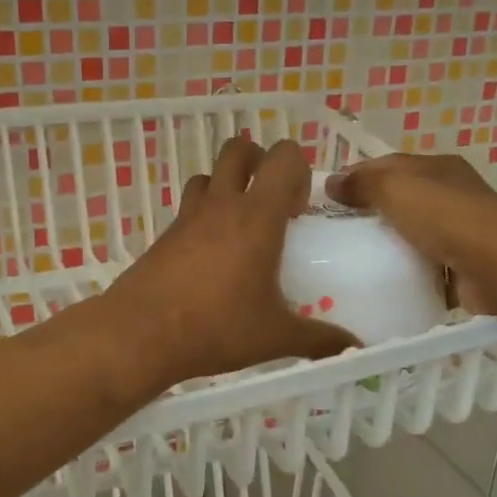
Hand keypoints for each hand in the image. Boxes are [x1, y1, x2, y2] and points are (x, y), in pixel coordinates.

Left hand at [107, 137, 359, 385]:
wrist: (140, 334)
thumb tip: (356, 347)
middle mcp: (221, 205)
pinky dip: (203, 217)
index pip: (283, 158)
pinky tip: (210, 259)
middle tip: (271, 205)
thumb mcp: (276, 336)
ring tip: (240, 229)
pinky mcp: (163, 235)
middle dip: (259, 163)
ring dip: (227, 187)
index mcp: (256, 216)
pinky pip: (188, 208)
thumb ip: (320, 339)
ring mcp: (187, 217)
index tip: (299, 211)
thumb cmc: (216, 327)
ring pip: (208, 176)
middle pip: (238, 149)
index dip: (298, 171)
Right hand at [326, 153, 496, 314]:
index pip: (388, 165)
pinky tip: (383, 279)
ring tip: (352, 258)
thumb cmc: (446, 217)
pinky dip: (406, 269)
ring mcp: (460, 230)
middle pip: (401, 198)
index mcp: (438, 167)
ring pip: (413, 232)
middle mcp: (451, 193)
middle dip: (370, 211)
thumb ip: (362, 184)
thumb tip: (331, 182)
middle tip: (335, 231)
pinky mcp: (463, 264)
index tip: (326, 197)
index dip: (356, 176)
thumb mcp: (396, 189)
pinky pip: (425, 263)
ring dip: (388, 242)